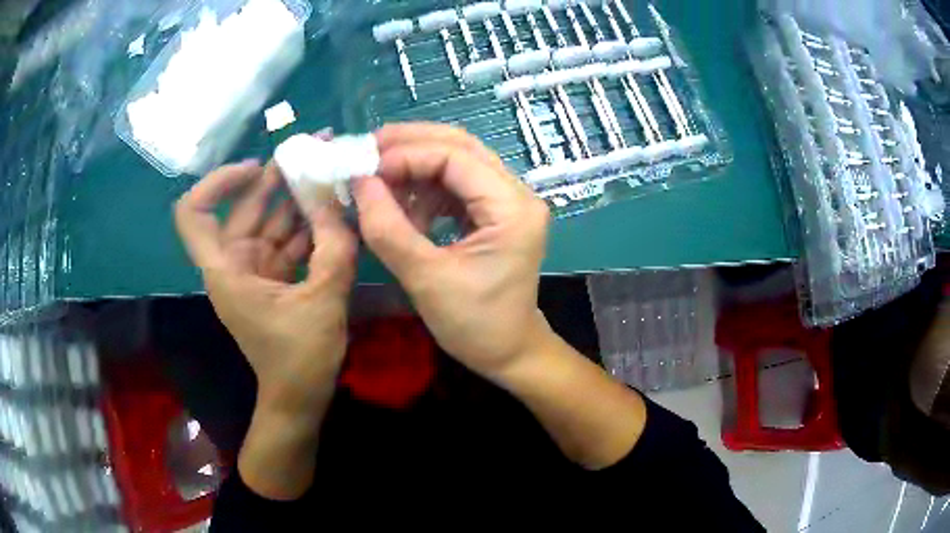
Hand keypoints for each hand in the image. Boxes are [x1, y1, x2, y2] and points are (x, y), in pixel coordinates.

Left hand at [174, 159, 356, 416]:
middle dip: (277, 177)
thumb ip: (335, 247)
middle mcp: (234, 263)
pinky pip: (286, 240)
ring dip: (298, 198)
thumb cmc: (299, 360)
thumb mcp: (322, 300)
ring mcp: (254, 269)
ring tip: (332, 171)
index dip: (218, 183)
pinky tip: (335, 209)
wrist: (299, 400)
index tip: (256, 168)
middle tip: (316, 150)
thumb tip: (345, 201)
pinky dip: (307, 226)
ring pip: (270, 221)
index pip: (194, 214)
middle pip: (244, 207)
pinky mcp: (273, 278)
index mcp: (227, 269)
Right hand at [352, 123, 551, 381]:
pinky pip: (457, 186)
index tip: (365, 169)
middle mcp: (517, 194)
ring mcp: (508, 202)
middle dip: (411, 145)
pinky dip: (426, 189)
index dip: (407, 156)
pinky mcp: (495, 213)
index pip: (456, 157)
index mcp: (512, 208)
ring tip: (378, 182)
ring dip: (415, 166)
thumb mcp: (425, 279)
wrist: (508, 353)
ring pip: (458, 162)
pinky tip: (403, 206)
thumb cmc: (475, 325)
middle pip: (461, 147)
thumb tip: (358, 182)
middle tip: (367, 151)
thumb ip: (388, 228)